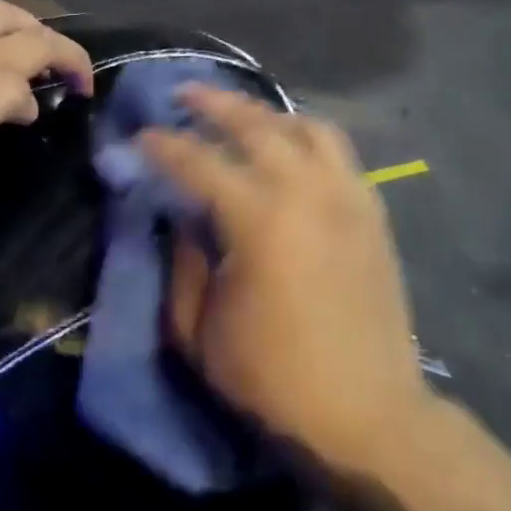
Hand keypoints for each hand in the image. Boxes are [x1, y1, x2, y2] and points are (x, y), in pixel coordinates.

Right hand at [142, 86, 434, 474]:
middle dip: (214, 105)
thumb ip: (181, 261)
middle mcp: (307, 194)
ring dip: (266, 113)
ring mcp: (348, 198)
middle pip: (256, 125)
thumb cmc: (271, 378)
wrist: (366, 414)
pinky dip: (306, 136)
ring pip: (306, 128)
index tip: (138, 138)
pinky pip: (339, 153)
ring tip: (239, 115)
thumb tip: (179, 215)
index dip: (162, 147)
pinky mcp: (372, 213)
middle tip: (184, 96)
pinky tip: (289, 146)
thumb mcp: (198, 329)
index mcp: (259, 221)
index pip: (198, 162)